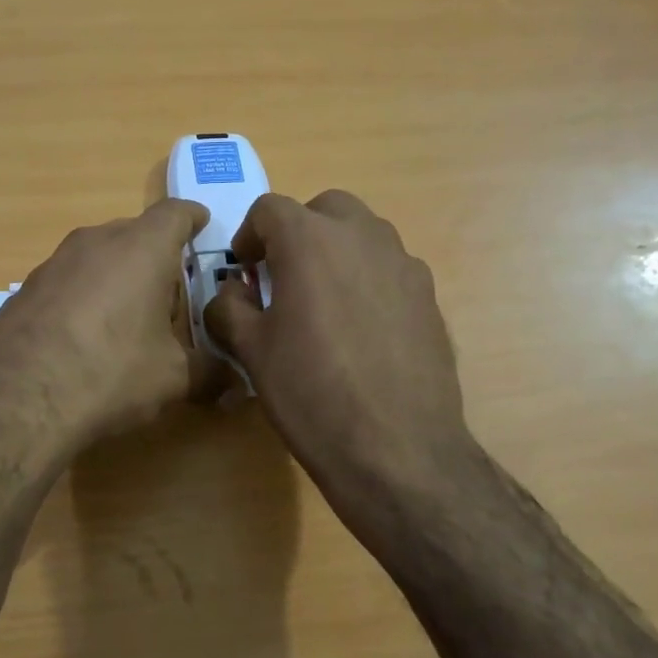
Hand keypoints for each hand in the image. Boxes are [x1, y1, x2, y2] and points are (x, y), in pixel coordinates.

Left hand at [0, 199, 220, 453]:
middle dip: (155, 256)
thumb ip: (210, 373)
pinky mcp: (24, 289)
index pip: (175, 213)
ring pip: (97, 256)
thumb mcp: (172, 379)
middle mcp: (95, 242)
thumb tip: (235, 383)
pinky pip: (67, 280)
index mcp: (141, 249)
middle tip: (169, 295)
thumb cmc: (110, 373)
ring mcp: (53, 262)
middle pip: (134, 234)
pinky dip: (83, 296)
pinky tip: (82, 336)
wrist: (17, 399)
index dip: (192, 218)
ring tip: (126, 319)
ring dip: (116, 276)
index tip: (202, 224)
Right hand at [204, 190, 473, 532]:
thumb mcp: (251, 351)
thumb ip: (228, 308)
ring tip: (323, 302)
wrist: (398, 448)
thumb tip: (232, 294)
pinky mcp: (429, 296)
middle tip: (282, 276)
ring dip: (335, 251)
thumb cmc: (311, 393)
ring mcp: (404, 264)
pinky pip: (389, 269)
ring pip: (362, 235)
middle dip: (297, 232)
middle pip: (324, 209)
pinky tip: (361, 330)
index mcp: (310, 241)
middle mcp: (362, 237)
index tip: (244, 271)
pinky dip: (367, 279)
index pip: (269, 209)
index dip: (248, 235)